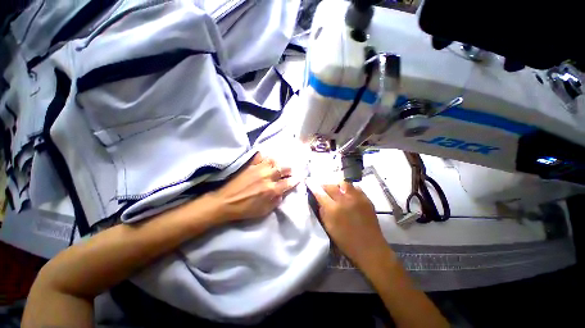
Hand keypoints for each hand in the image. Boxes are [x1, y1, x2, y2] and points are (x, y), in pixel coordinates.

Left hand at [210, 153, 299, 221]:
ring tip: (279, 165)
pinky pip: (259, 156)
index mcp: (272, 190)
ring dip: (278, 162)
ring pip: (273, 160)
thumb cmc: (245, 210)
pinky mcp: (249, 165)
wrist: (225, 203)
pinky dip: (264, 157)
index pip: (288, 183)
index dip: (295, 180)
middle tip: (290, 171)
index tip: (299, 178)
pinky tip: (265, 159)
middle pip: (283, 169)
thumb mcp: (264, 211)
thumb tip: (282, 194)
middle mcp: (267, 177)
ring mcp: (258, 169)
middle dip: (289, 170)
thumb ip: (276, 202)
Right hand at [307, 179, 392, 268]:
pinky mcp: (366, 199)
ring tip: (337, 191)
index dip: (313, 186)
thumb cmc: (346, 241)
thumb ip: (323, 212)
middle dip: (324, 186)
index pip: (320, 193)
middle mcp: (345, 200)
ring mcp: (357, 198)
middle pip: (331, 186)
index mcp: (334, 210)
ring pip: (344, 183)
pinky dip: (349, 189)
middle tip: (323, 189)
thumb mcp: (329, 228)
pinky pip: (355, 188)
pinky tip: (349, 196)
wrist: (370, 247)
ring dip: (337, 186)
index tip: (308, 181)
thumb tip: (320, 201)